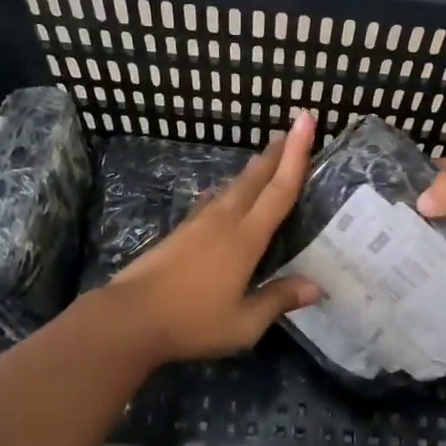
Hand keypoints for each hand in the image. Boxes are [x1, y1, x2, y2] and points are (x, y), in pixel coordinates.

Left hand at [100, 112, 321, 362]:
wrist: (128, 318)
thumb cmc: (191, 321)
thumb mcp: (243, 323)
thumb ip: (278, 300)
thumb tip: (317, 286)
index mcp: (245, 239)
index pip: (279, 190)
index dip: (297, 156)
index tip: (306, 121)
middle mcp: (224, 221)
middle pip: (255, 179)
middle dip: (277, 153)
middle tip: (293, 129)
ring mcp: (198, 223)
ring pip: (233, 187)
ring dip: (254, 169)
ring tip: (266, 156)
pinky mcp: (180, 232)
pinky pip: (214, 200)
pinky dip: (230, 189)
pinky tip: (225, 193)